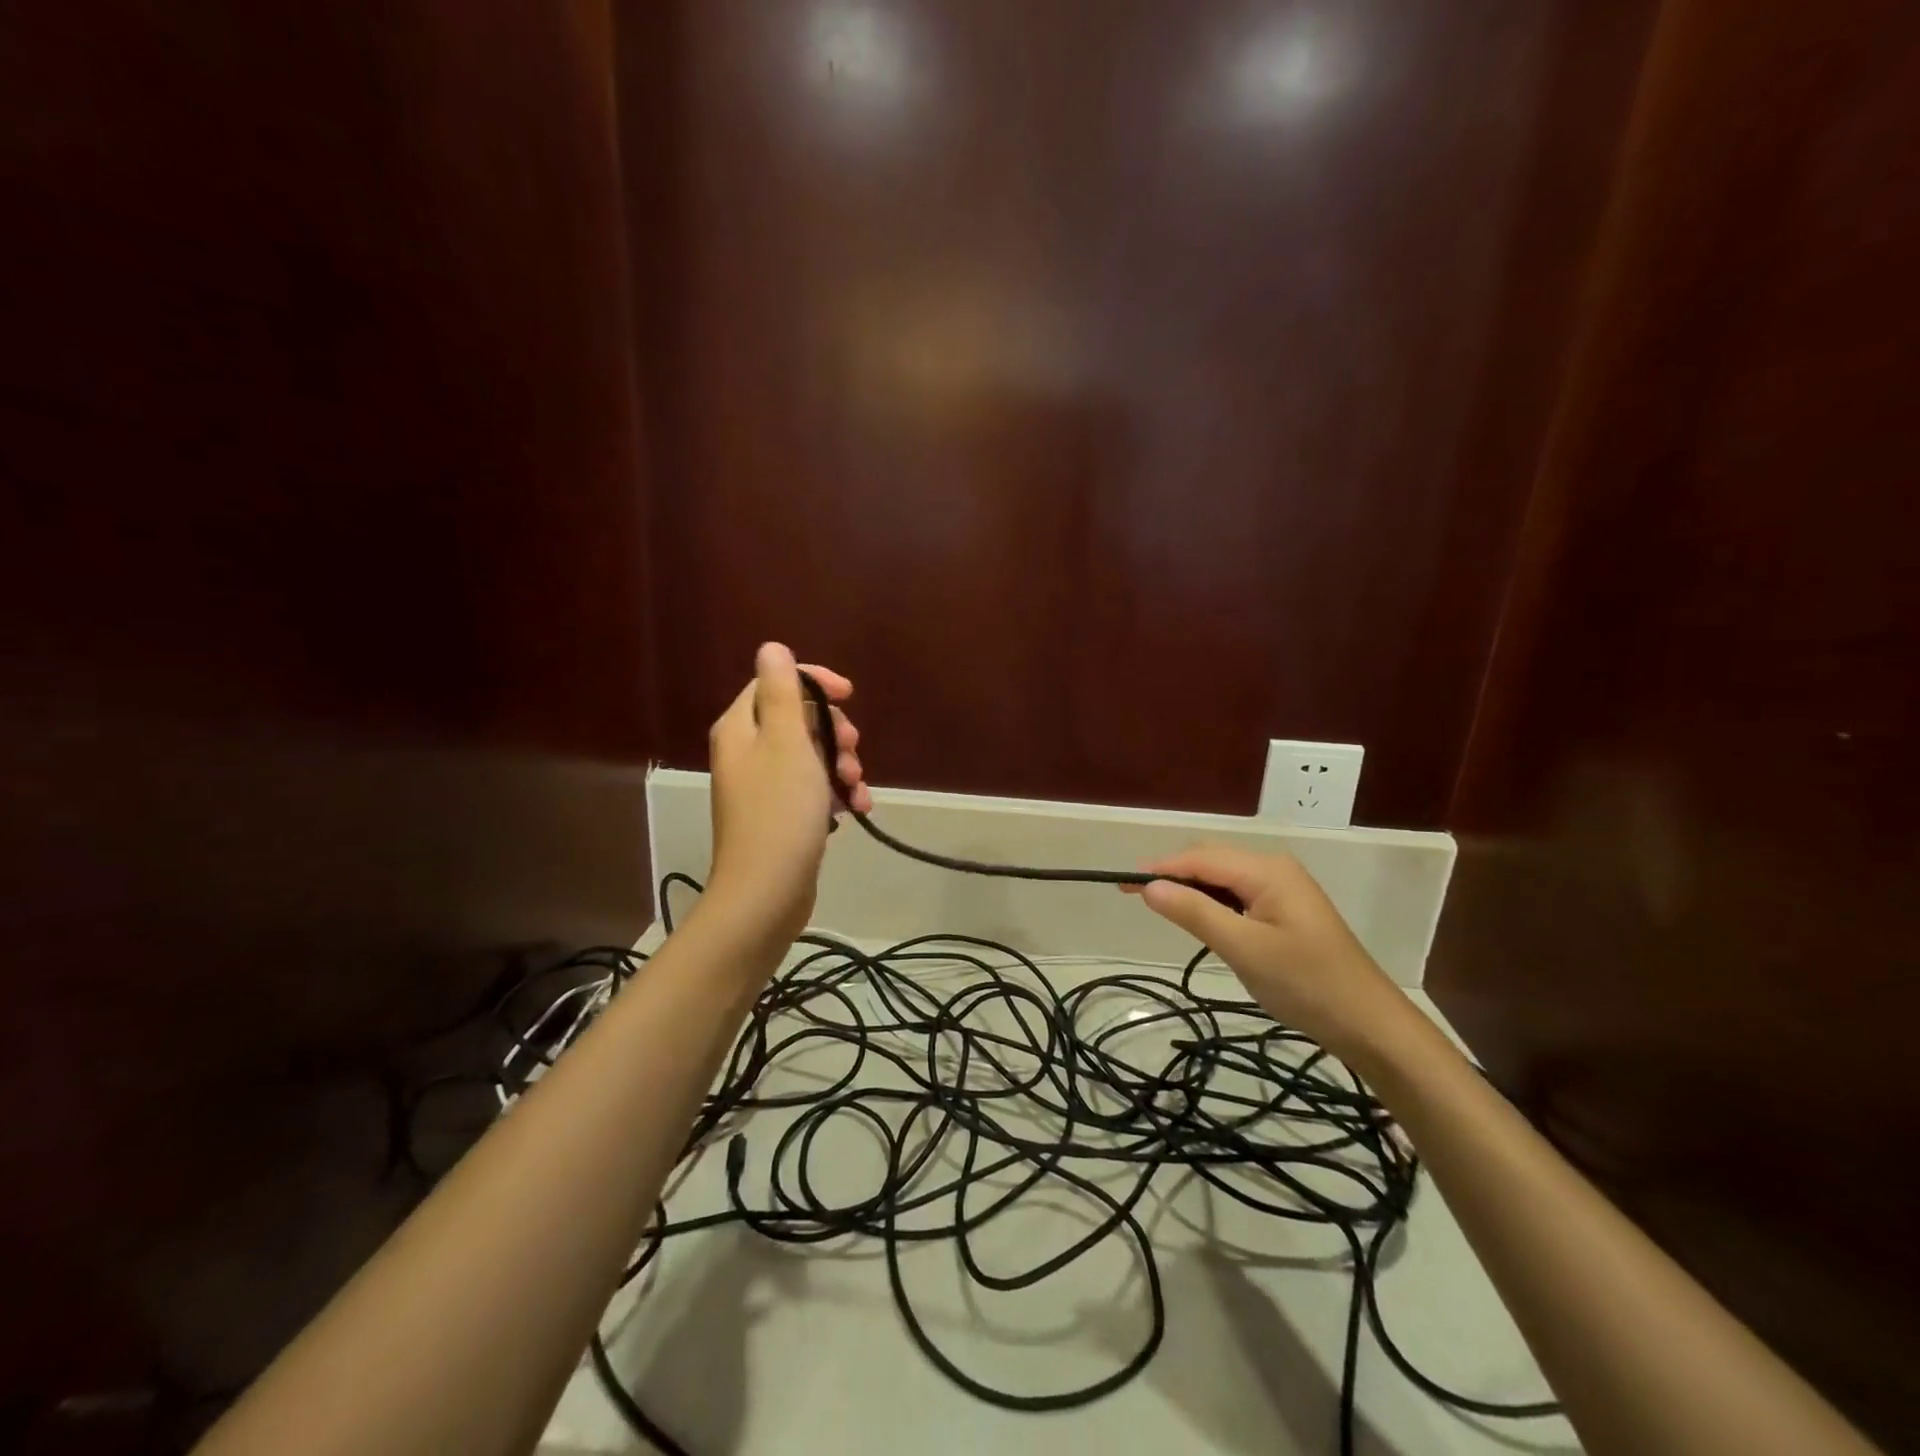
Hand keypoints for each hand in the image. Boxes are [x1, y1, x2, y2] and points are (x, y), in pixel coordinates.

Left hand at [705, 643, 869, 945]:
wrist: (766, 893)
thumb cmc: (780, 812)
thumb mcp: (787, 743)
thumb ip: (782, 692)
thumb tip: (772, 648)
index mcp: (742, 729)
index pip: (776, 684)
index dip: (815, 683)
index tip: (849, 695)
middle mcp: (747, 753)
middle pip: (798, 720)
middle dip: (834, 732)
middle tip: (853, 750)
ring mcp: (764, 787)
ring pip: (811, 757)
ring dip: (842, 766)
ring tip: (857, 789)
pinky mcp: (780, 816)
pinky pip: (813, 789)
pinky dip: (836, 793)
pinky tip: (856, 810)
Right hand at [1127, 845, 1418, 1064]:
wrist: (1369, 1024)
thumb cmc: (1305, 983)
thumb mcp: (1243, 949)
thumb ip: (1195, 913)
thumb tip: (1149, 886)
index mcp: (1266, 870)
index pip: (1199, 858)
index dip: (1159, 869)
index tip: (1121, 884)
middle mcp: (1274, 869)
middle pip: (1211, 861)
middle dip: (1173, 875)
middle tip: (1138, 899)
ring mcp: (1283, 889)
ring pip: (1223, 879)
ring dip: (1193, 891)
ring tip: (1164, 911)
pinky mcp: (1286, 910)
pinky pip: (1238, 895)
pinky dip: (1214, 905)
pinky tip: (1204, 923)